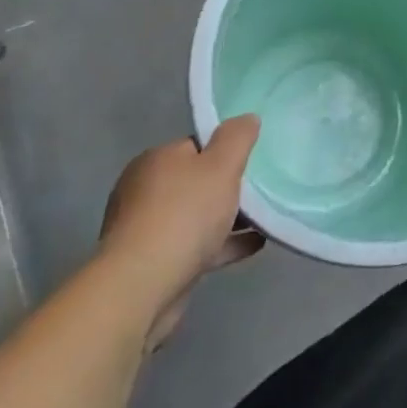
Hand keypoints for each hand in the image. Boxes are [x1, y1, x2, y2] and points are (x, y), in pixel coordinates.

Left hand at [99, 116, 261, 347]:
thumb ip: (237, 138)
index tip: (251, 161)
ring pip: (196, 216)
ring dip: (227, 217)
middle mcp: (144, 191)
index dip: (225, 151)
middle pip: (196, 181)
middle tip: (260, 190)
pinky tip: (254, 244)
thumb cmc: (184, 215)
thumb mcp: (221, 165)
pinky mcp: (153, 265)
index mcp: (155, 161)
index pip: (196, 146)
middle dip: (226, 186)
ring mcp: (145, 231)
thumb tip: (246, 119)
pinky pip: (196, 246)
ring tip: (264, 218)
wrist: (142, 288)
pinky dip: (222, 243)